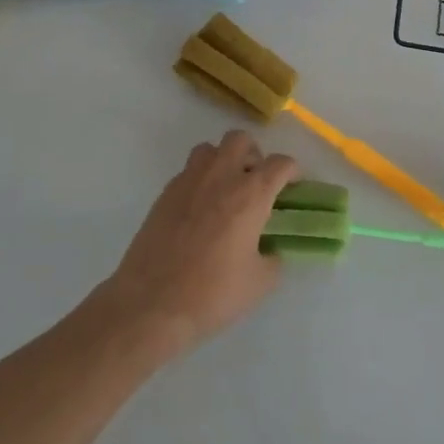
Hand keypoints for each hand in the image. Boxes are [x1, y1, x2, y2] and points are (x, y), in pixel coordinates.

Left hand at [100, 131, 299, 353]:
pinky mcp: (165, 193)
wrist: (151, 303)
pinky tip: (200, 209)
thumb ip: (273, 258)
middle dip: (254, 155)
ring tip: (226, 190)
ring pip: (210, 149)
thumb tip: (271, 250)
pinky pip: (188, 171)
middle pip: (240, 140)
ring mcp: (189, 181)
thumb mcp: (259, 282)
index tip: (292, 187)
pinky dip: (200, 180)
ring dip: (223, 161)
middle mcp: (221, 176)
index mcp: (250, 194)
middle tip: (256, 183)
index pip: (280, 163)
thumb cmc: (212, 292)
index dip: (292, 171)